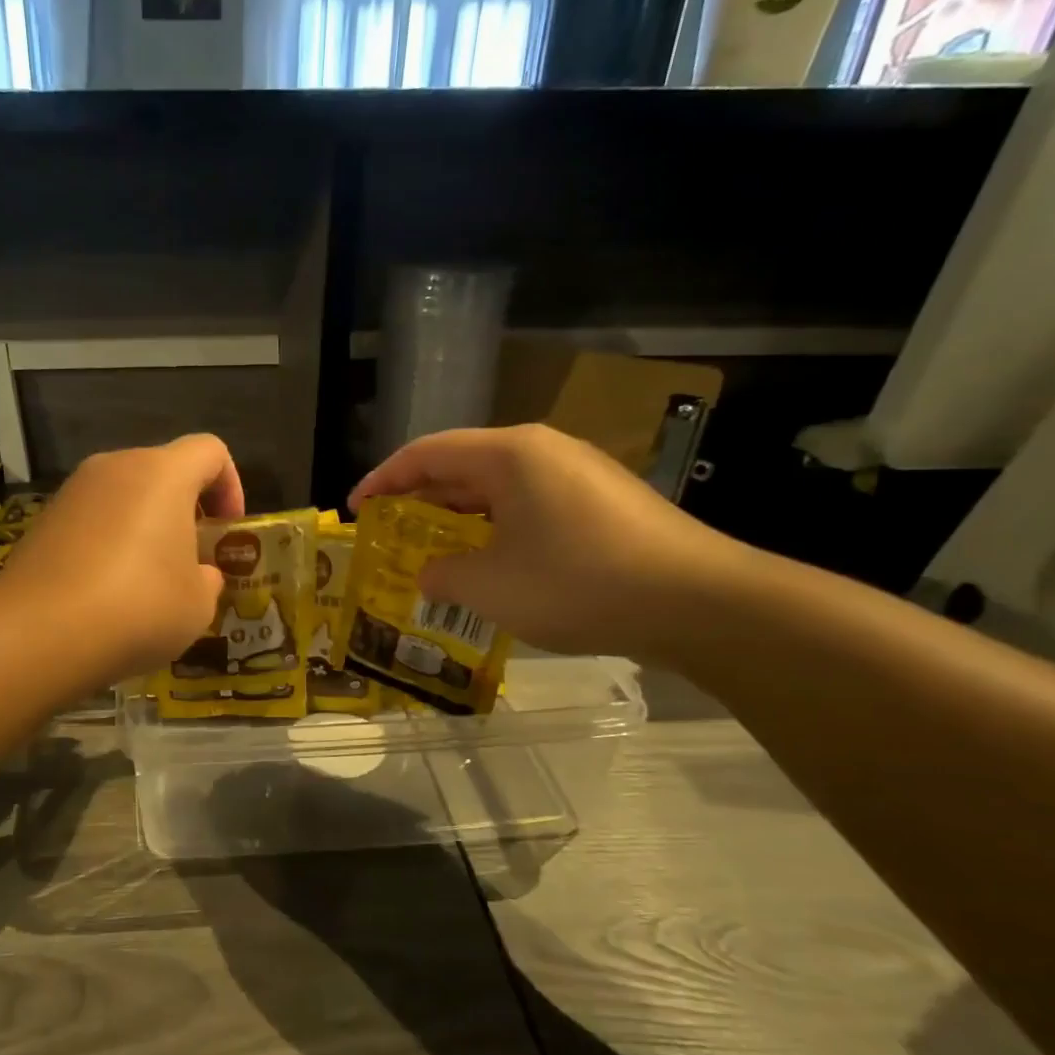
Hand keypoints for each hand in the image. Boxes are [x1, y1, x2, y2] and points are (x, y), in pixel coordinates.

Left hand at [4, 434, 244, 681]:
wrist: (40, 631)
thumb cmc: (139, 607)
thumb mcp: (197, 604)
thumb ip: (208, 579)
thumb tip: (198, 574)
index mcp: (163, 473)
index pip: (210, 451)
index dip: (230, 485)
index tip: (227, 529)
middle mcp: (116, 467)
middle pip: (164, 470)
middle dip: (186, 508)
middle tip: (192, 557)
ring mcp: (73, 491)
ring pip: (125, 495)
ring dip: (146, 526)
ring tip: (150, 579)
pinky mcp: (43, 519)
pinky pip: (93, 519)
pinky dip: (109, 542)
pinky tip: (108, 590)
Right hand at [349, 425, 745, 658]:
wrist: (698, 602)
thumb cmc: (579, 583)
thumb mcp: (491, 586)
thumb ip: (444, 575)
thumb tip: (430, 574)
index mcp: (510, 454)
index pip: (426, 453)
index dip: (382, 480)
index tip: (356, 510)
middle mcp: (542, 452)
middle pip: (461, 466)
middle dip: (419, 500)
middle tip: (388, 535)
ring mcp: (577, 476)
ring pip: (497, 489)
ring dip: (458, 519)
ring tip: (431, 552)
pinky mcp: (600, 504)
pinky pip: (528, 507)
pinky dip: (495, 530)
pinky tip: (488, 564)